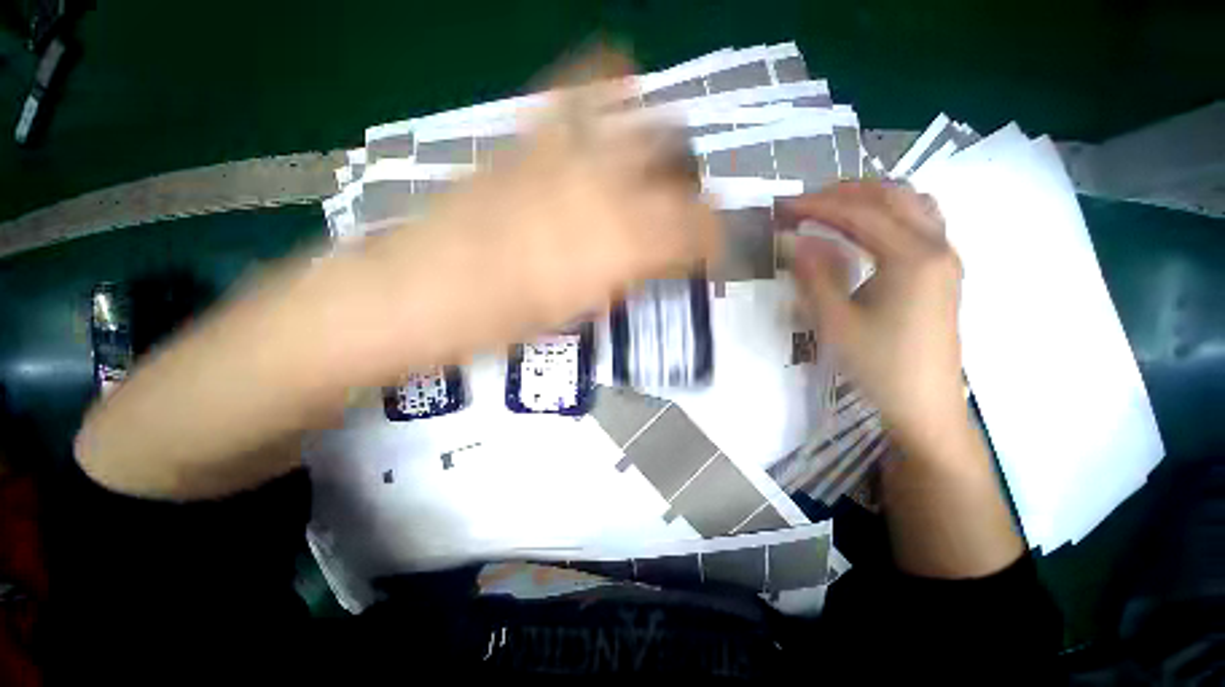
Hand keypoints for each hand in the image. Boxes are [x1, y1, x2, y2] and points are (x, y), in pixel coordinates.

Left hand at [361, 54, 719, 371]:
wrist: (417, 291)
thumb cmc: (500, 321)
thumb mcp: (578, 311)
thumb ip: (624, 276)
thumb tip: (654, 257)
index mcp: (619, 248)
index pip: (695, 231)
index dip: (712, 241)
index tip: (710, 254)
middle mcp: (604, 189)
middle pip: (680, 172)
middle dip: (692, 196)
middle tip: (682, 218)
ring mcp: (566, 152)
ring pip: (647, 124)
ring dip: (664, 150)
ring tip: (656, 172)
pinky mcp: (529, 136)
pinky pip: (583, 89)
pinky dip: (612, 86)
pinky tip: (617, 104)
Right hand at [780, 182, 965, 455]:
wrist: (925, 403)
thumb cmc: (879, 365)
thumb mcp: (835, 322)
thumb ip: (814, 275)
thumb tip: (794, 241)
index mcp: (912, 257)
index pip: (859, 213)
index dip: (816, 205)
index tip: (782, 207)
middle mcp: (936, 245)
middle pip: (890, 196)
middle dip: (842, 192)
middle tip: (802, 204)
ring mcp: (945, 256)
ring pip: (910, 203)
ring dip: (869, 197)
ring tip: (831, 207)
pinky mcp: (943, 270)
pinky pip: (920, 220)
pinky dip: (889, 211)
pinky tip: (866, 227)